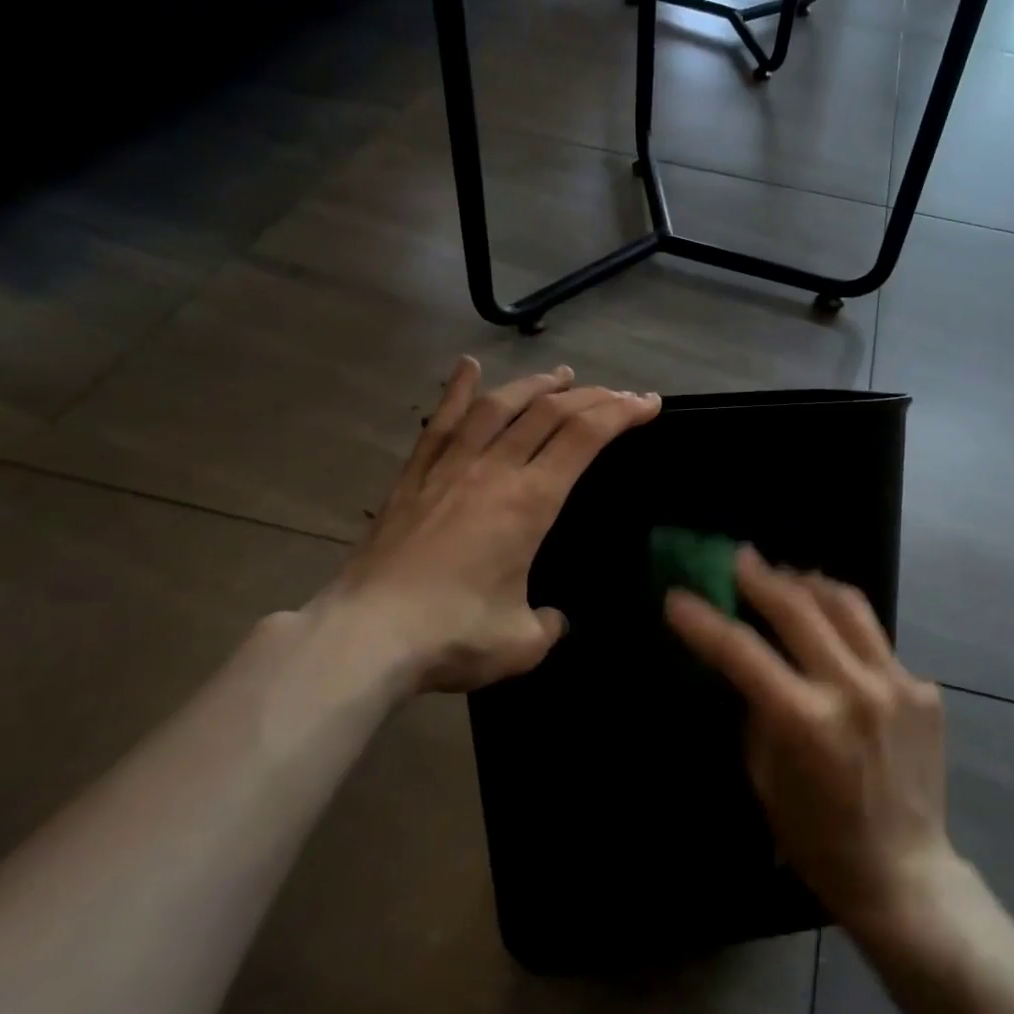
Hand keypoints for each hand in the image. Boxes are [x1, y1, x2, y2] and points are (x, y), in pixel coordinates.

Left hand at [313, 356, 659, 697]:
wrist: (365, 636)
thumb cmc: (452, 636)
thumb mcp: (521, 644)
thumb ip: (548, 626)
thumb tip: (551, 619)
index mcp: (529, 502)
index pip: (584, 438)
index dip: (621, 413)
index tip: (648, 402)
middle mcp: (493, 471)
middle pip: (549, 413)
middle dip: (592, 397)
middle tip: (618, 394)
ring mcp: (449, 469)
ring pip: (499, 408)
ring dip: (535, 386)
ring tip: (562, 376)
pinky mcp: (413, 479)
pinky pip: (439, 424)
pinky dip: (457, 392)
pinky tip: (468, 368)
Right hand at [665, 549, 955, 930]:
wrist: (904, 872)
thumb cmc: (817, 837)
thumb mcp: (765, 777)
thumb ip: (755, 710)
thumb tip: (745, 661)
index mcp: (806, 721)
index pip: (742, 651)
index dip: (703, 620)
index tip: (677, 597)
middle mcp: (855, 690)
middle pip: (799, 609)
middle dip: (761, 577)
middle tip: (739, 558)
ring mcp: (898, 685)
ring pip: (848, 606)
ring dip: (810, 583)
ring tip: (789, 576)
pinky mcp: (925, 689)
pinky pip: (877, 642)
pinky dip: (847, 631)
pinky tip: (834, 639)